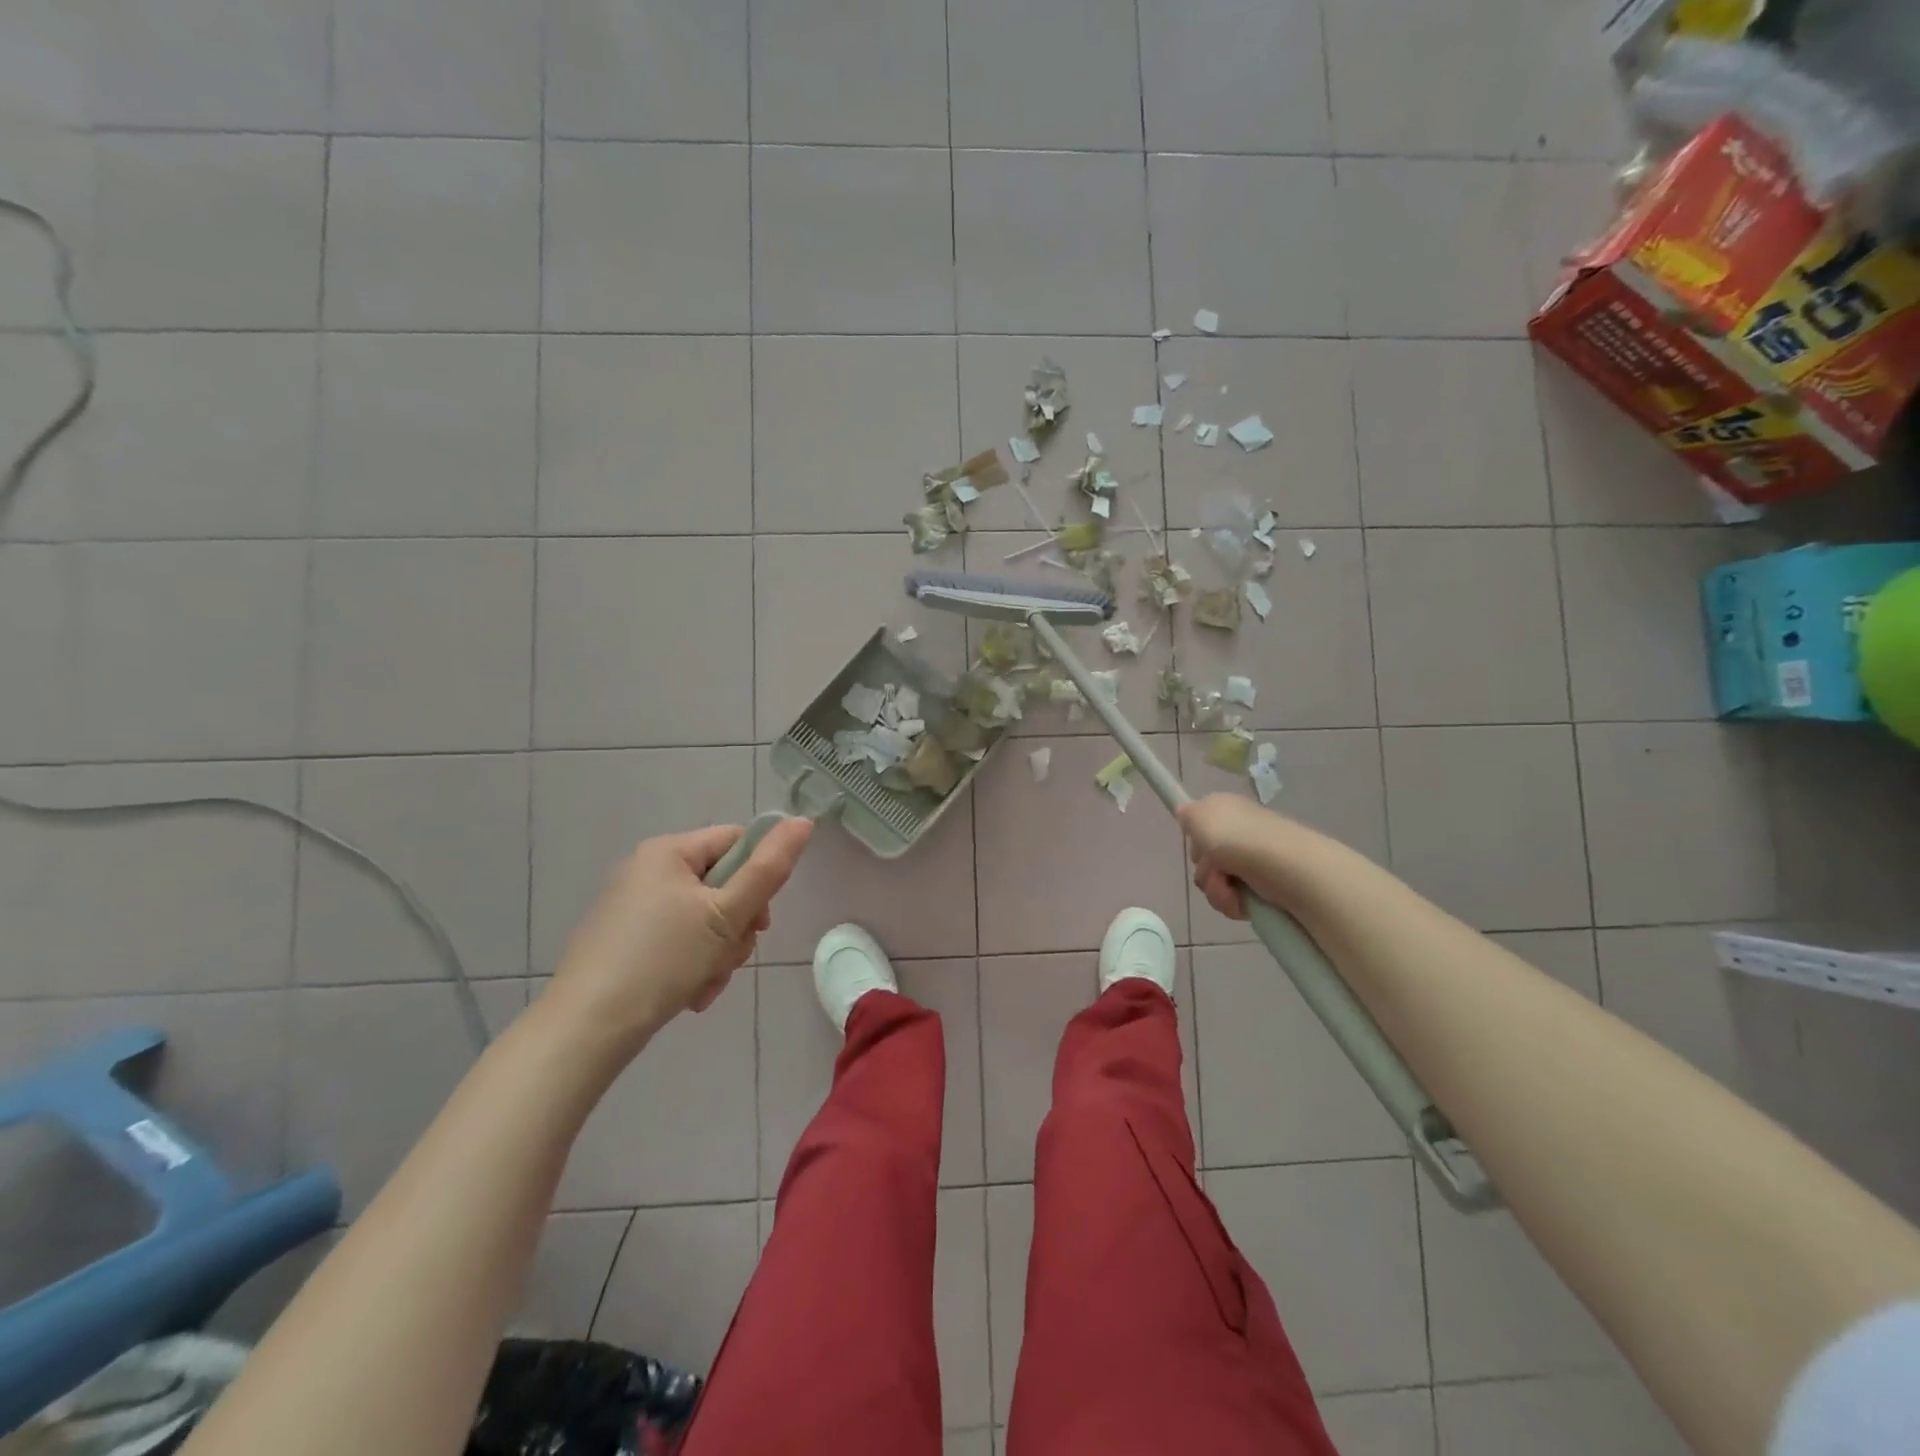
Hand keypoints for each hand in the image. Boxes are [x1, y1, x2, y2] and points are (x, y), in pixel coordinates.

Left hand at [547, 818, 813, 1051]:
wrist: (587, 1028)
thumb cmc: (663, 959)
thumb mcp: (727, 913)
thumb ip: (769, 868)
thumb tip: (803, 821)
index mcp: (669, 851)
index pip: (737, 841)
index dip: (759, 876)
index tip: (760, 920)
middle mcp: (647, 870)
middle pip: (722, 884)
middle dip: (737, 926)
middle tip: (731, 956)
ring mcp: (632, 907)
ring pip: (703, 918)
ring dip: (718, 951)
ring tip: (707, 983)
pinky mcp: (623, 941)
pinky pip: (677, 940)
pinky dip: (692, 964)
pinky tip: (690, 993)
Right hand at [1176, 794, 1304, 921]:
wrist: (1285, 868)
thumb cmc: (1237, 838)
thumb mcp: (1200, 815)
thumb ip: (1187, 814)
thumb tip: (1186, 812)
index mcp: (1228, 811)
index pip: (1201, 826)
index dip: (1196, 839)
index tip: (1199, 847)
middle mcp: (1241, 833)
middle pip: (1205, 857)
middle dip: (1204, 869)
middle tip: (1215, 868)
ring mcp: (1253, 861)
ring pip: (1216, 881)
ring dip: (1216, 889)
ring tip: (1230, 889)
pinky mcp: (1264, 887)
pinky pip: (1233, 898)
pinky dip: (1232, 902)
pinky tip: (1241, 901)